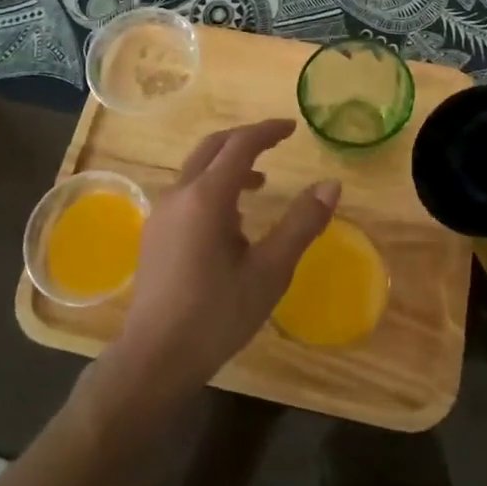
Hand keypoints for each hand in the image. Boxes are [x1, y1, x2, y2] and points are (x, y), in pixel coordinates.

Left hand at [102, 119, 337, 403]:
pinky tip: (231, 222)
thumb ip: (301, 224)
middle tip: (276, 143)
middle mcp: (179, 194)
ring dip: (229, 166)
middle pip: (213, 147)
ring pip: (197, 170)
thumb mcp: (270, 271)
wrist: (155, 358)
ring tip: (260, 186)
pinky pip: (187, 192)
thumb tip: (331, 184)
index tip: (292, 127)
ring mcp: (162, 213)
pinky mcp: (155, 233)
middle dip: (246, 140)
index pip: (240, 145)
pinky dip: (213, 187)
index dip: (267, 131)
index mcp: (207, 197)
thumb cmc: (217, 314)